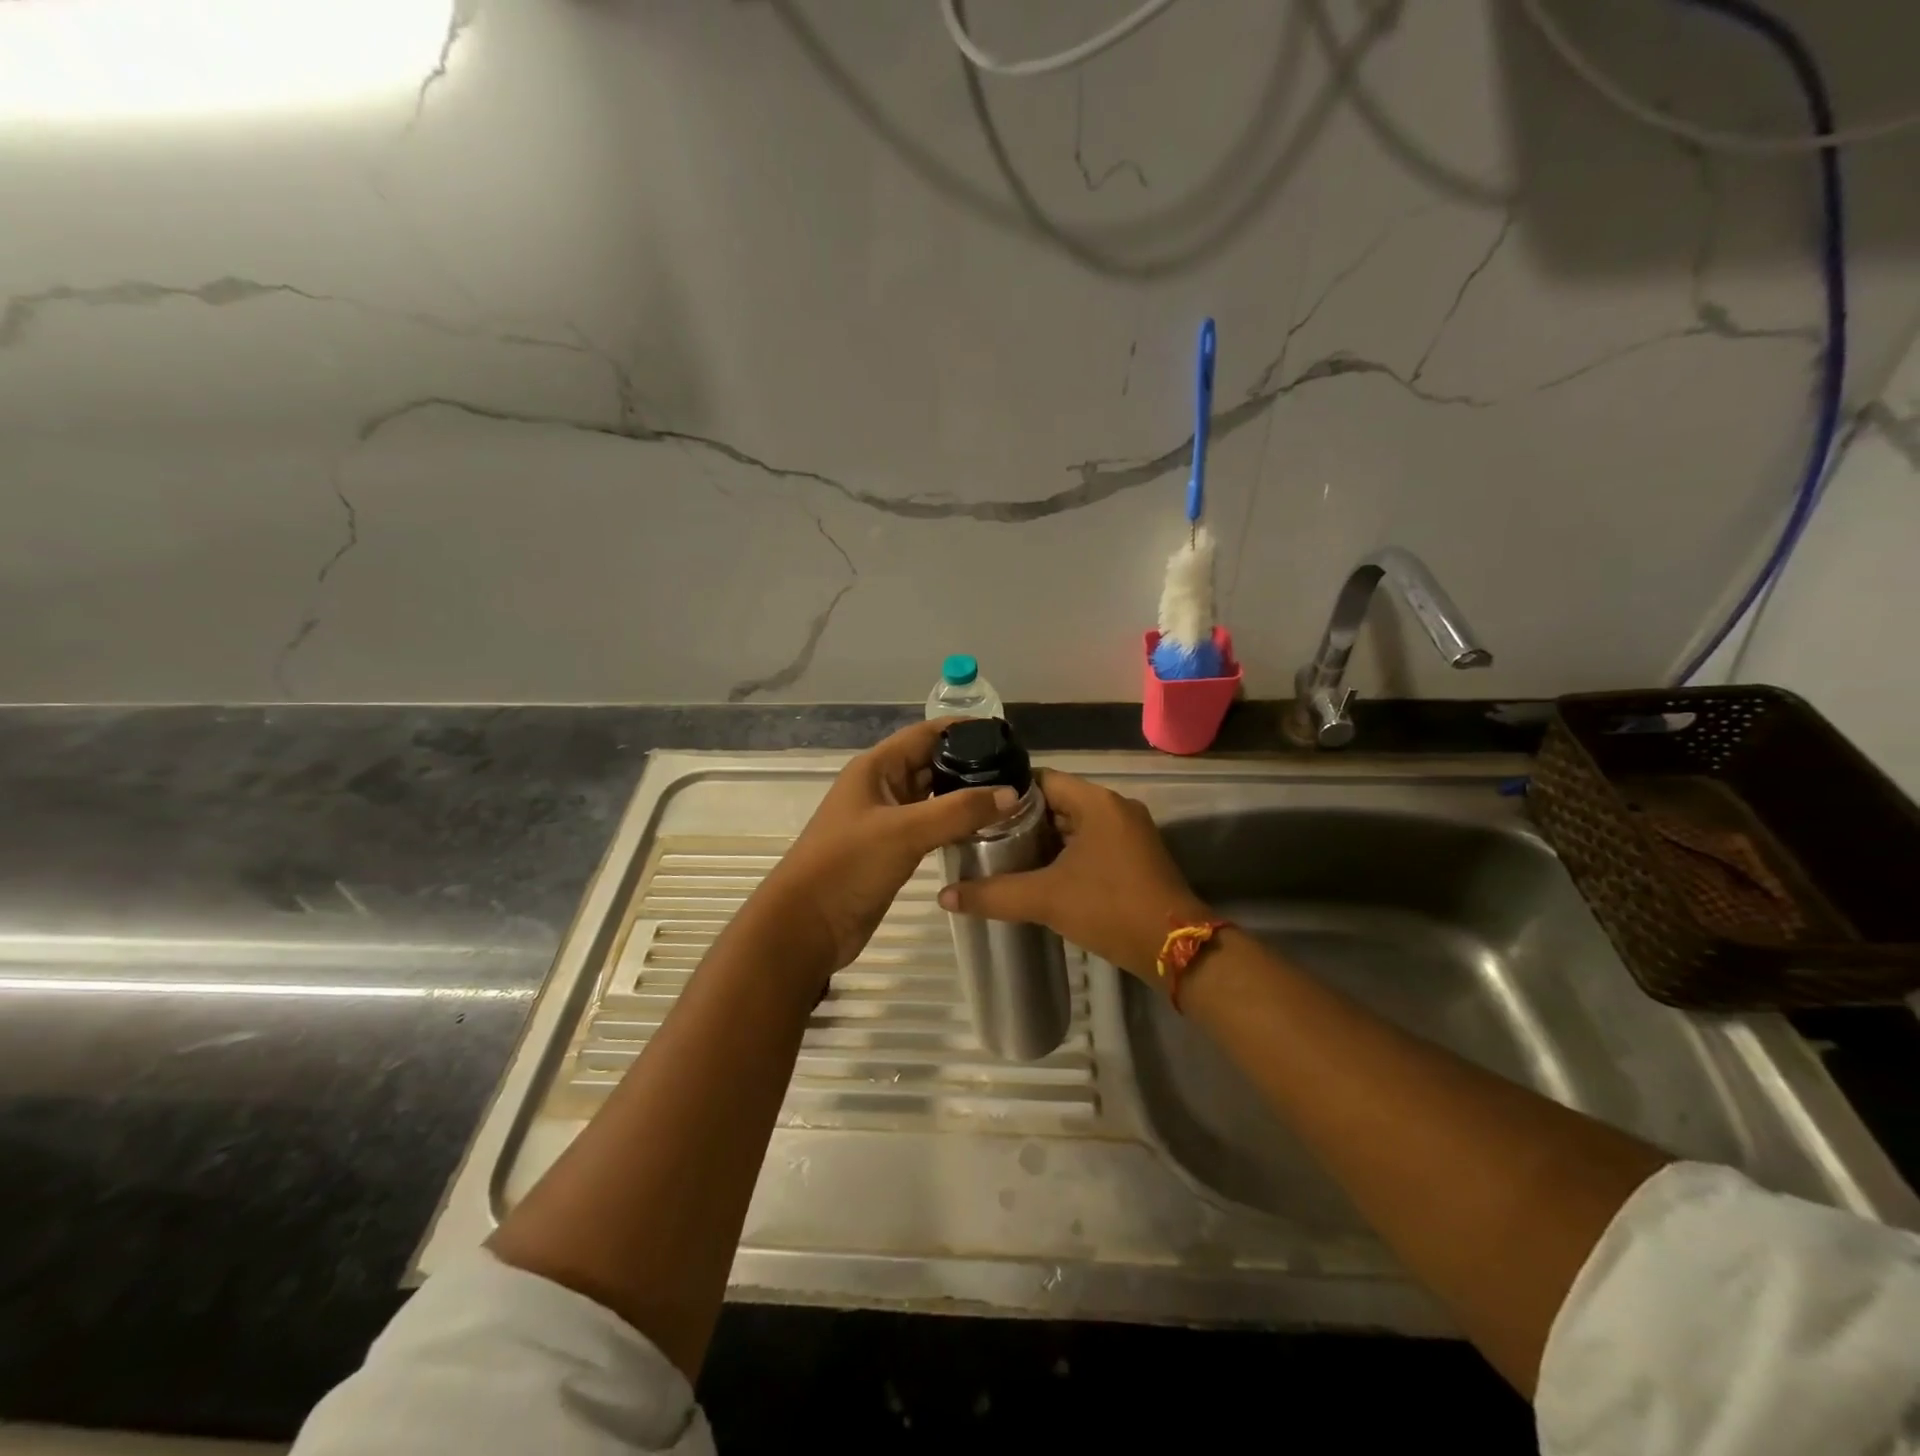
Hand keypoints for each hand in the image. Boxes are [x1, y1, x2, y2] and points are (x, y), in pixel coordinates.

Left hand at [756, 719, 1017, 976]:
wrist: (807, 925)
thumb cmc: (848, 866)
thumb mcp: (905, 832)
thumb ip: (958, 810)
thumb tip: (1012, 793)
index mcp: (876, 768)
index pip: (926, 734)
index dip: (964, 729)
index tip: (1007, 735)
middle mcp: (882, 786)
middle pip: (932, 763)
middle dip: (971, 763)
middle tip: (1018, 771)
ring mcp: (887, 819)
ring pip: (933, 796)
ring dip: (965, 795)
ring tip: (1010, 798)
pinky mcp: (893, 849)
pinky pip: (931, 825)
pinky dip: (955, 823)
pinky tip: (985, 830)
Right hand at [936, 769, 1210, 979]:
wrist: (1177, 949)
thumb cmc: (1111, 908)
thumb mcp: (1046, 899)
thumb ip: (993, 894)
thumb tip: (944, 896)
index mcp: (1096, 802)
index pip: (1040, 779)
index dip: (1006, 792)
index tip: (975, 808)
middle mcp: (1114, 808)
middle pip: (1056, 802)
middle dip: (1020, 819)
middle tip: (980, 835)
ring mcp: (1128, 832)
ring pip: (1073, 825)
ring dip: (1042, 839)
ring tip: (999, 854)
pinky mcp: (1134, 857)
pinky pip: (1090, 843)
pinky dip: (1063, 853)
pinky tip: (1036, 873)